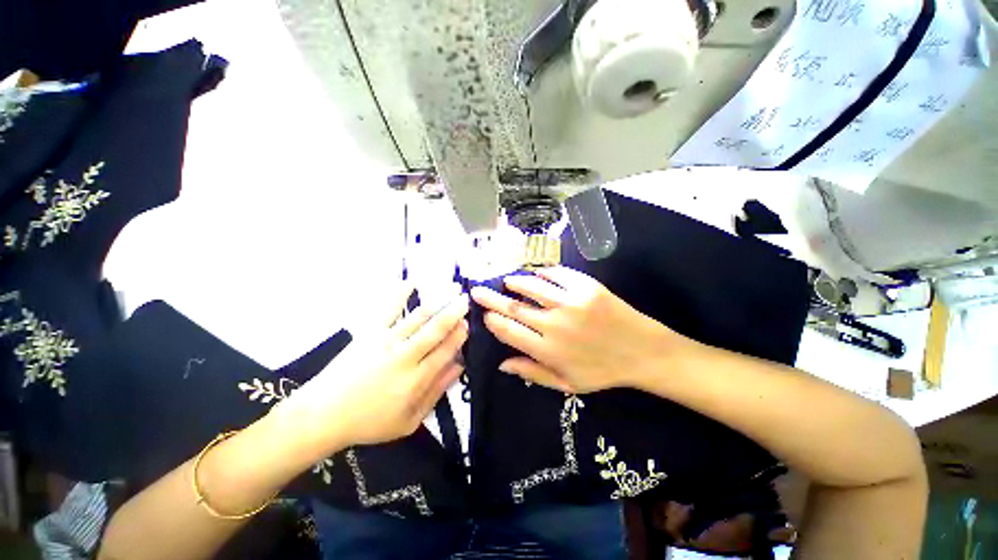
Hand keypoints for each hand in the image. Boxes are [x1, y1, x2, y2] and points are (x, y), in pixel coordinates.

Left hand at [282, 284, 468, 452]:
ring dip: (438, 302)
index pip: (446, 351)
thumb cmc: (370, 422)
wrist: (324, 415)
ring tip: (453, 289)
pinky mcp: (370, 332)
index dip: (459, 335)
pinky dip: (400, 294)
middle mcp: (405, 356)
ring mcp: (387, 341)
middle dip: (454, 313)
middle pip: (436, 330)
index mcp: (416, 379)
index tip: (469, 323)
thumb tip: (459, 366)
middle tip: (466, 299)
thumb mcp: (409, 420)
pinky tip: (412, 281)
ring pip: (418, 318)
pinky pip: (388, 309)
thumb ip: (436, 392)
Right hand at [470, 267, 691, 393]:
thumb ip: (532, 373)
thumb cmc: (603, 371)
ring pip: (532, 286)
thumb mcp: (567, 384)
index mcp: (547, 350)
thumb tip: (501, 363)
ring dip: (515, 282)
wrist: (644, 352)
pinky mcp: (587, 287)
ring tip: (506, 280)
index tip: (484, 314)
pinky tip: (536, 273)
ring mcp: (571, 302)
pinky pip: (557, 274)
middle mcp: (554, 324)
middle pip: (513, 307)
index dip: (492, 321)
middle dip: (491, 297)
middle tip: (477, 289)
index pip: (509, 331)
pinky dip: (543, 272)